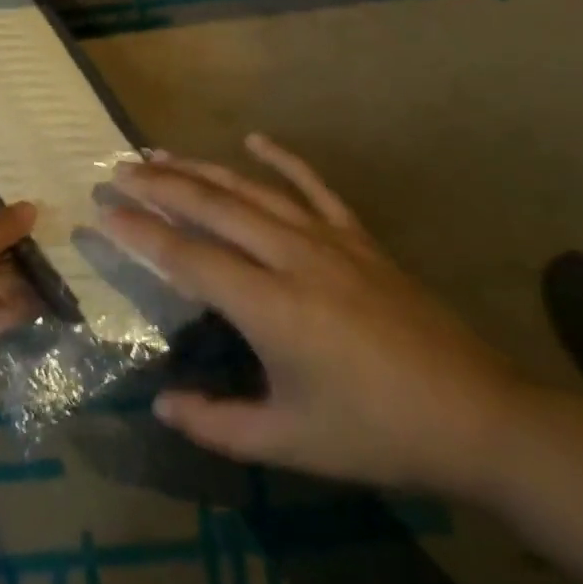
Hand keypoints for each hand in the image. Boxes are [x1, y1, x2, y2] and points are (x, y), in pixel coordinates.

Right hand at [102, 134, 527, 499]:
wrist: (479, 419)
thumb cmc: (377, 434)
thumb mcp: (290, 443)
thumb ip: (218, 426)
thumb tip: (161, 405)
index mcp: (271, 307)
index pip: (186, 256)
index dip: (140, 232)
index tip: (103, 210)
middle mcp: (292, 258)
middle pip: (212, 207)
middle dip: (159, 186)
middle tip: (118, 170)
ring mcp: (329, 241)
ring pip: (251, 190)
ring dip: (201, 169)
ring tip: (160, 153)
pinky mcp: (359, 239)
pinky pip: (315, 187)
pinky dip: (283, 160)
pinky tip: (255, 140)